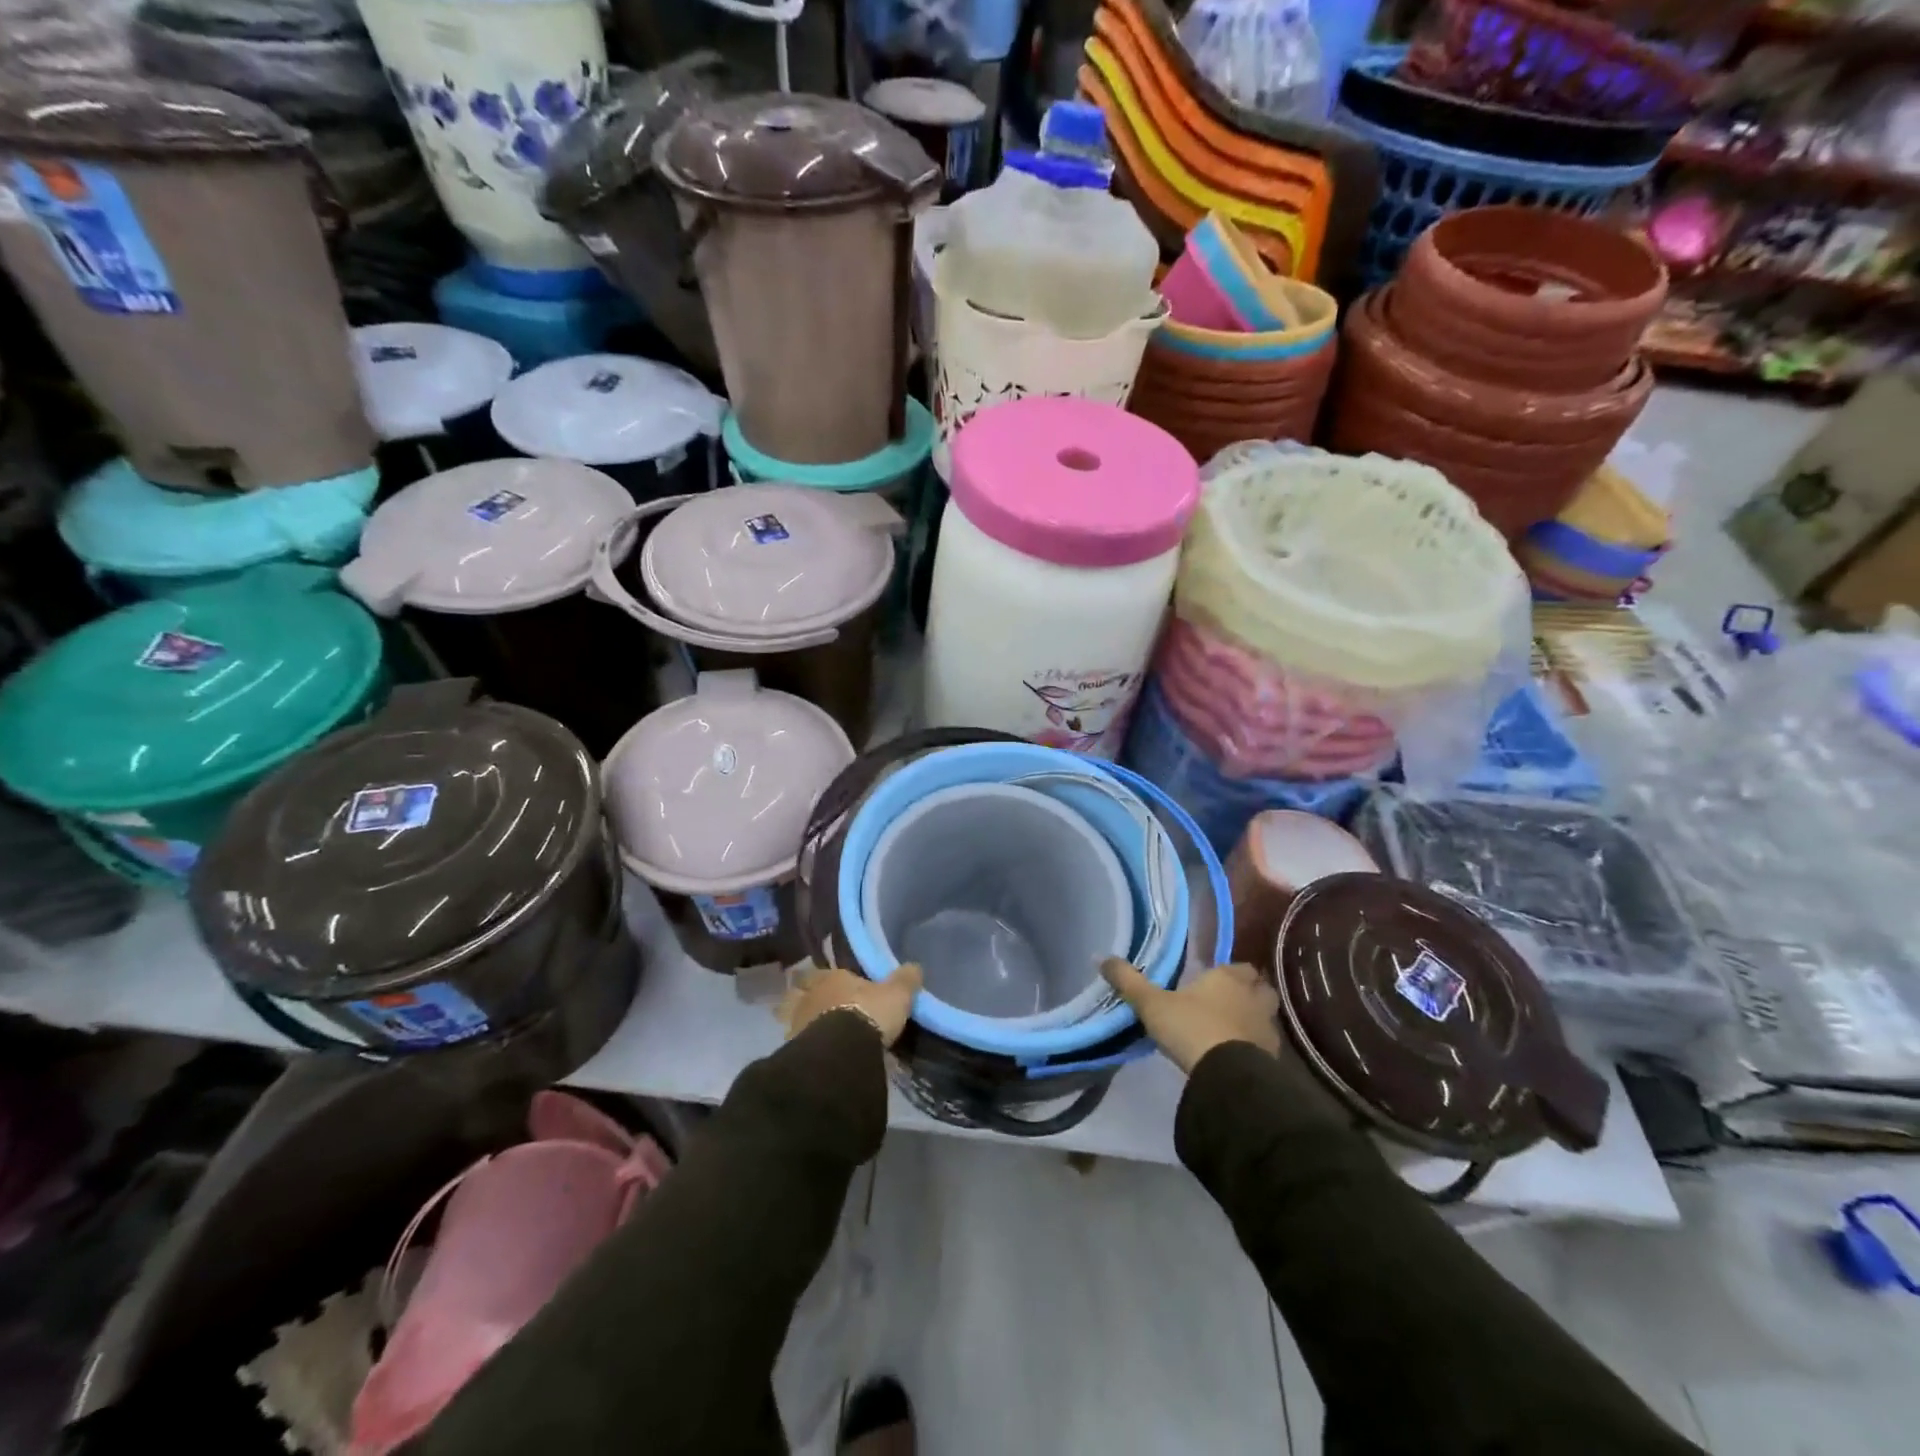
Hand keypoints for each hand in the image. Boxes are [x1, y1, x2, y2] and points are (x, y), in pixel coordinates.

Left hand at [782, 963, 922, 1047]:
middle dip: (806, 997)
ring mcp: (798, 1021)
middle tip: (817, 1007)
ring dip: (801, 1021)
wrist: (842, 1051)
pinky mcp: (794, 1048)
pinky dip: (802, 1045)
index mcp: (832, 977)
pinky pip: (797, 1042)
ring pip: (793, 1016)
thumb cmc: (869, 1013)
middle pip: (801, 992)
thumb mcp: (897, 995)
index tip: (831, 984)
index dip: (825, 977)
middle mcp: (811, 995)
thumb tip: (914, 967)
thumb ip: (905, 980)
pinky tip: (813, 1053)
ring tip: (813, 1032)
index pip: (821, 971)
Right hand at [1101, 958, 1281, 1074]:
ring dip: (1252, 1020)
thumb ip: (1128, 981)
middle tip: (1226, 1002)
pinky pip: (1265, 1045)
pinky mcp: (1272, 1058)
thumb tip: (1100, 957)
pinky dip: (1254, 1047)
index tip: (1212, 981)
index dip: (1228, 972)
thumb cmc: (1191, 1027)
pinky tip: (1237, 1056)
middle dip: (1248, 992)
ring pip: (1265, 1016)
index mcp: (1228, 977)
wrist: (1227, 1075)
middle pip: (1259, 988)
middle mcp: (1253, 997)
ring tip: (1230, 1030)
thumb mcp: (1151, 1004)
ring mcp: (1267, 1028)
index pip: (1239, 966)